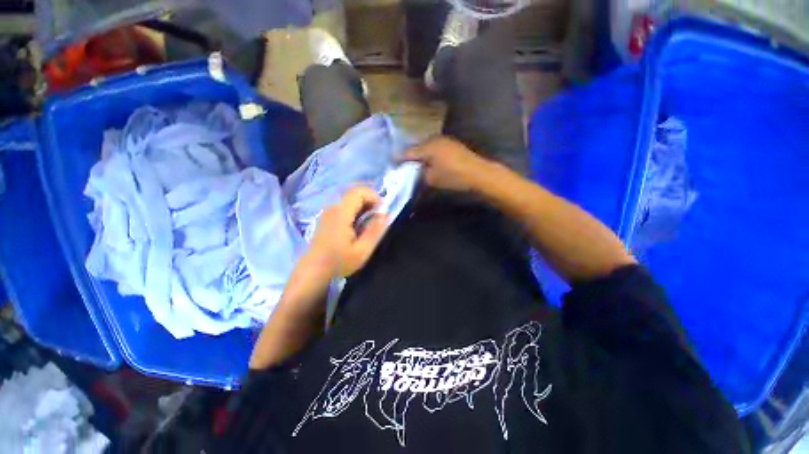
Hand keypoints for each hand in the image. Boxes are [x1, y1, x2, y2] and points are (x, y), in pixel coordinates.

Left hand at [308, 187, 387, 277]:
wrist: (313, 271)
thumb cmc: (338, 262)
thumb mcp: (362, 250)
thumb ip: (375, 230)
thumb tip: (385, 214)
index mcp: (341, 213)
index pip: (359, 192)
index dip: (374, 197)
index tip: (381, 212)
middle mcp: (333, 207)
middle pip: (355, 194)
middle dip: (370, 202)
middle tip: (377, 220)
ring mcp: (328, 212)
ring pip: (350, 200)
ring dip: (363, 208)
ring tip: (369, 225)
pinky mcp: (326, 218)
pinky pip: (344, 207)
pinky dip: (355, 212)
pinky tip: (357, 228)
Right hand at [402, 136, 490, 191]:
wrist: (478, 173)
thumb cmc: (453, 176)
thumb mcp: (432, 179)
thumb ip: (419, 174)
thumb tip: (414, 171)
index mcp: (427, 147)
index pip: (408, 152)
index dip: (399, 159)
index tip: (392, 163)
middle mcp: (434, 139)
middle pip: (416, 147)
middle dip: (409, 155)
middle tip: (402, 164)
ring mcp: (444, 140)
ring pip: (425, 146)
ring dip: (419, 154)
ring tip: (414, 163)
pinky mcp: (451, 143)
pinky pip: (434, 147)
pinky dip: (428, 153)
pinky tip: (428, 160)